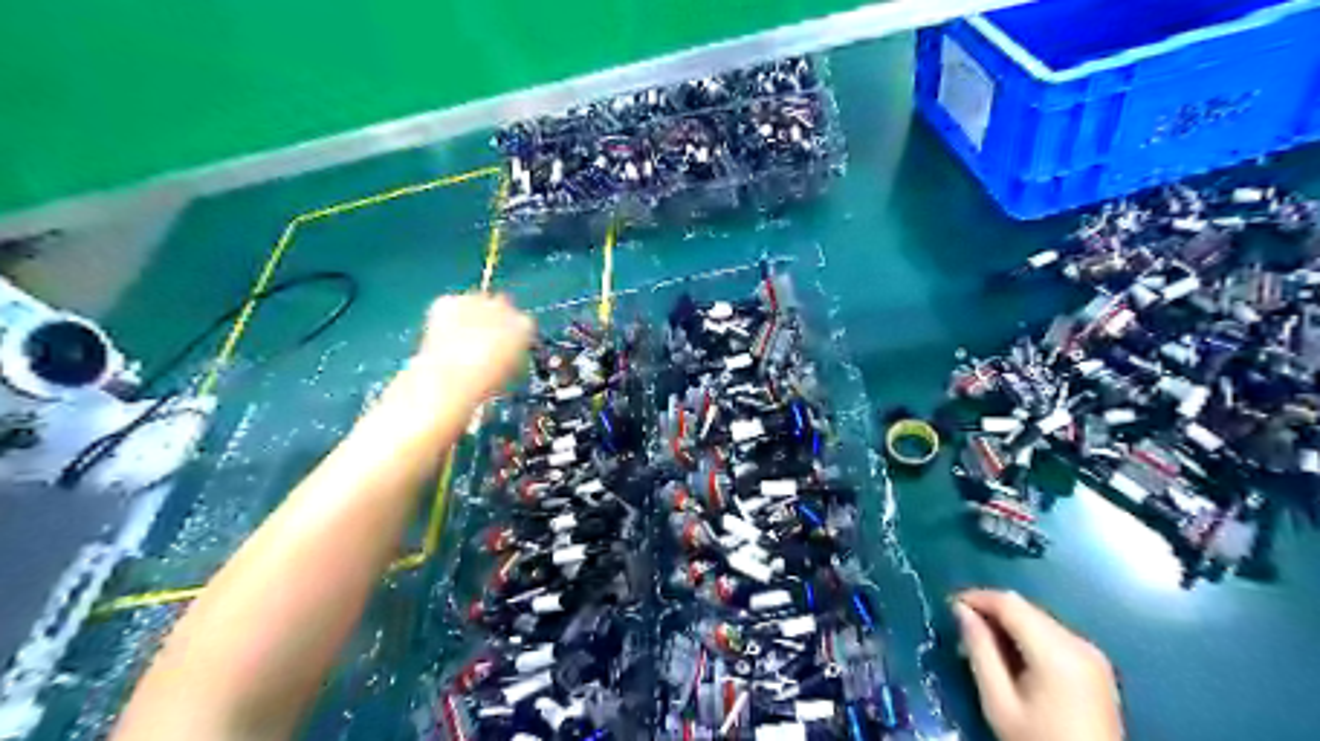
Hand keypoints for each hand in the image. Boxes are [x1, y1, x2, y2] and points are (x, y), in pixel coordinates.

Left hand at [409, 292, 528, 403]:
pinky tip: (444, 336)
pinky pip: (450, 305)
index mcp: (524, 324)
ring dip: (469, 316)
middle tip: (480, 341)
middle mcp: (503, 305)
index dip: (512, 334)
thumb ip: (513, 351)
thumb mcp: (511, 369)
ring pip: (474, 303)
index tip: (504, 346)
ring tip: (459, 341)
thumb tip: (507, 349)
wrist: (452, 379)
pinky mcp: (448, 301)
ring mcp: (474, 300)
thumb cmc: (487, 381)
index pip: (522, 322)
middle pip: (500, 306)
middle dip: (492, 320)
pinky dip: (447, 316)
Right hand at [951, 595, 1123, 740]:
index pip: (1009, 603)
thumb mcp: (999, 701)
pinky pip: (1054, 635)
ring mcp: (1092, 654)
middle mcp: (1079, 643)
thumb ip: (980, 650)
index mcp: (1057, 651)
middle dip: (991, 612)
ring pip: (1039, 619)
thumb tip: (960, 610)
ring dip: (1008, 624)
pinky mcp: (1096, 666)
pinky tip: (1013, 657)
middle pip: (1025, 609)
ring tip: (983, 645)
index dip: (976, 597)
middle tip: (962, 630)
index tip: (949, 606)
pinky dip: (1028, 637)